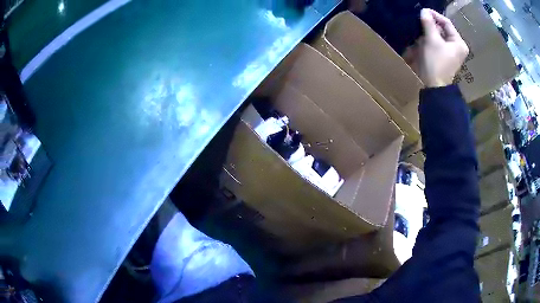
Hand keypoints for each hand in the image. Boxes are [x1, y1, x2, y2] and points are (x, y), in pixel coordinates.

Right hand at [414, 9, 468, 87]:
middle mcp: (457, 47)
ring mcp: (452, 53)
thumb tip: (424, 11)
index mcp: (459, 43)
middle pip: (443, 29)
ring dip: (429, 32)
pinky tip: (422, 39)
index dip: (434, 15)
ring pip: (439, 36)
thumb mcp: (431, 40)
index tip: (423, 11)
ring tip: (420, 29)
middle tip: (420, 20)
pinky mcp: (445, 57)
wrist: (433, 87)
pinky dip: (430, 39)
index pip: (447, 23)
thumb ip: (428, 23)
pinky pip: (437, 43)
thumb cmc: (435, 62)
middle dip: (431, 25)